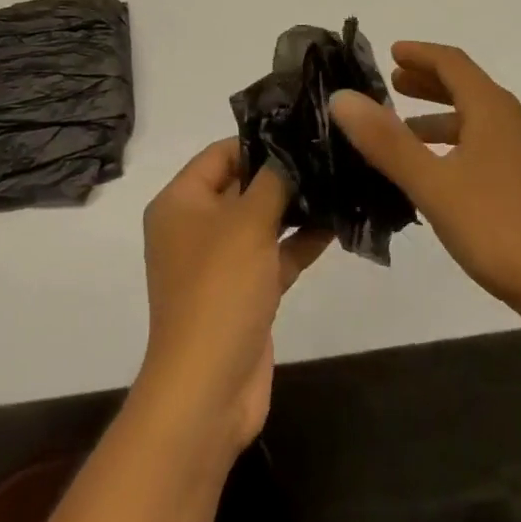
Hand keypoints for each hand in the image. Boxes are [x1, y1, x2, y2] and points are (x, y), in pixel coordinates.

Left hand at [136, 140, 330, 454]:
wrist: (208, 392)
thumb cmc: (219, 290)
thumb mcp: (248, 222)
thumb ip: (274, 178)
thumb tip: (292, 147)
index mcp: (180, 203)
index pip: (220, 153)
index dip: (259, 139)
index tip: (302, 129)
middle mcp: (195, 227)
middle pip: (243, 184)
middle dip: (283, 172)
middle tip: (327, 151)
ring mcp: (220, 262)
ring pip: (262, 220)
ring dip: (297, 206)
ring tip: (340, 180)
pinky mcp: (244, 293)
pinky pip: (274, 254)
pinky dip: (300, 241)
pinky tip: (337, 222)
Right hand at [329, 41, 520, 322]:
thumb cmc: (498, 227)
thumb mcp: (433, 184)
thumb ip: (387, 141)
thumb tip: (343, 97)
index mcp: (492, 108)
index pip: (452, 62)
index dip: (420, 53)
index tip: (391, 52)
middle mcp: (513, 119)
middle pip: (466, 85)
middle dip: (428, 81)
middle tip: (393, 83)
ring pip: (477, 117)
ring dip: (440, 115)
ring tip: (406, 130)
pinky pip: (487, 142)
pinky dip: (457, 142)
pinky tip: (440, 172)